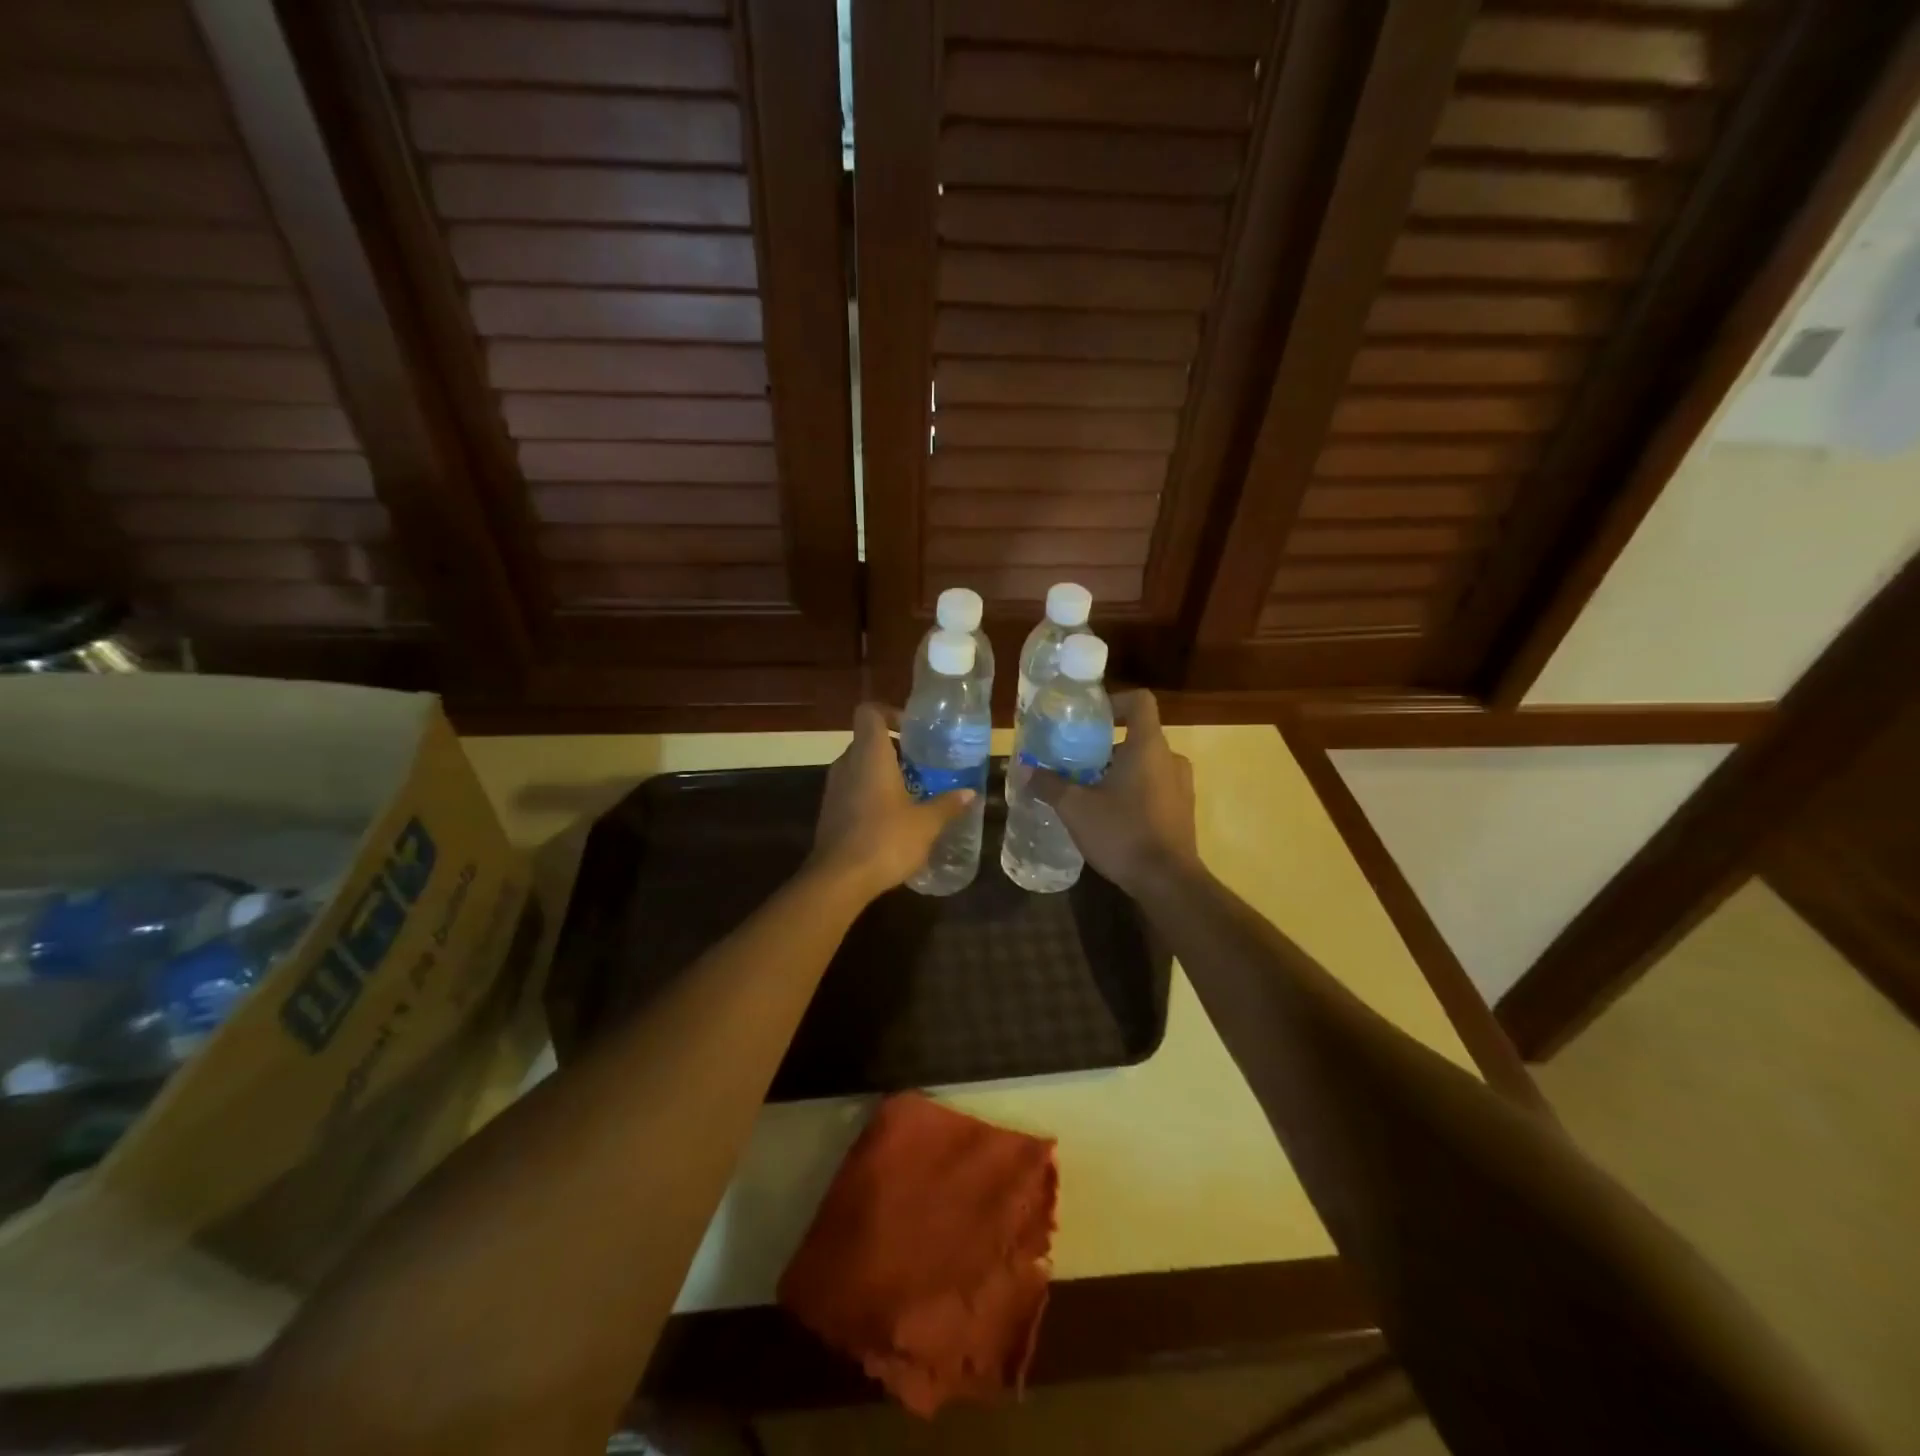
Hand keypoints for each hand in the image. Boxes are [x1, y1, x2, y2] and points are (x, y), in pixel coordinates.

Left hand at [809, 703, 976, 901]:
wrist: (839, 879)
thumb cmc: (885, 839)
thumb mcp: (926, 823)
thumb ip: (948, 804)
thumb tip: (971, 793)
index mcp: (870, 754)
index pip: (870, 713)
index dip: (890, 713)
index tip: (912, 730)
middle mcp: (847, 764)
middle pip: (867, 741)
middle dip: (894, 750)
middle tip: (922, 766)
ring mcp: (833, 788)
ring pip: (859, 767)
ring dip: (882, 774)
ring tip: (911, 793)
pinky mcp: (829, 812)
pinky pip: (851, 790)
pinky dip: (870, 795)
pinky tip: (892, 819)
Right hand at [1030, 690, 1197, 897]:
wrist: (1167, 882)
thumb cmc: (1122, 833)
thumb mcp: (1075, 808)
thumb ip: (1049, 784)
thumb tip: (1025, 769)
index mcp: (1148, 746)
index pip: (1140, 702)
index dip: (1115, 702)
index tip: (1090, 718)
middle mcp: (1171, 759)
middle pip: (1138, 736)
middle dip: (1107, 746)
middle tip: (1077, 762)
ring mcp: (1182, 786)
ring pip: (1147, 764)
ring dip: (1120, 772)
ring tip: (1090, 791)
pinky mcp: (1183, 811)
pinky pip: (1156, 788)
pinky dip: (1134, 792)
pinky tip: (1110, 816)